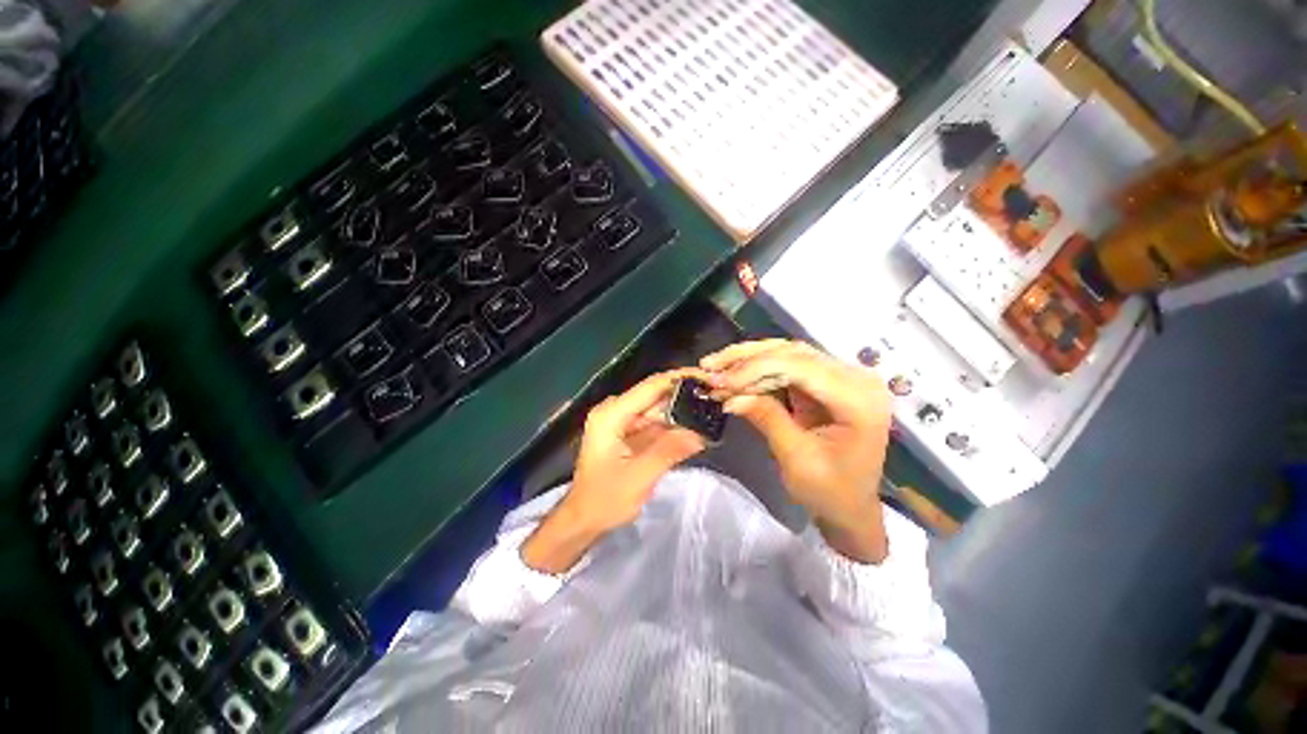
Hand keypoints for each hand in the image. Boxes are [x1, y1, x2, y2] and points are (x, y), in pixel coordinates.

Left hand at [522, 369, 708, 573]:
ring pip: (657, 408)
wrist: (583, 519)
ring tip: (710, 410)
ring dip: (682, 411)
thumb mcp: (640, 477)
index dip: (680, 379)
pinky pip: (654, 422)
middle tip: (715, 396)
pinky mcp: (627, 432)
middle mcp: (615, 410)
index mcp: (612, 414)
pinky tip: (694, 427)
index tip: (708, 377)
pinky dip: (673, 425)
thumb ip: (670, 451)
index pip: (651, 386)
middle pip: (655, 395)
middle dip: (685, 395)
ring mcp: (621, 421)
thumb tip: (702, 433)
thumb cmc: (605, 500)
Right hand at [702, 340, 892, 562]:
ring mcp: (841, 377)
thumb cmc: (830, 492)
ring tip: (716, 365)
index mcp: (858, 398)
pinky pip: (787, 365)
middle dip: (747, 358)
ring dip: (749, 359)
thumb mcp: (797, 458)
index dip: (756, 368)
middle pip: (793, 352)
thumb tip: (730, 395)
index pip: (801, 366)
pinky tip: (734, 374)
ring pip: (787, 353)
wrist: (850, 508)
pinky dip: (757, 369)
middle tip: (710, 366)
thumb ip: (767, 418)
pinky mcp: (825, 382)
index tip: (719, 380)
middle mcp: (855, 378)